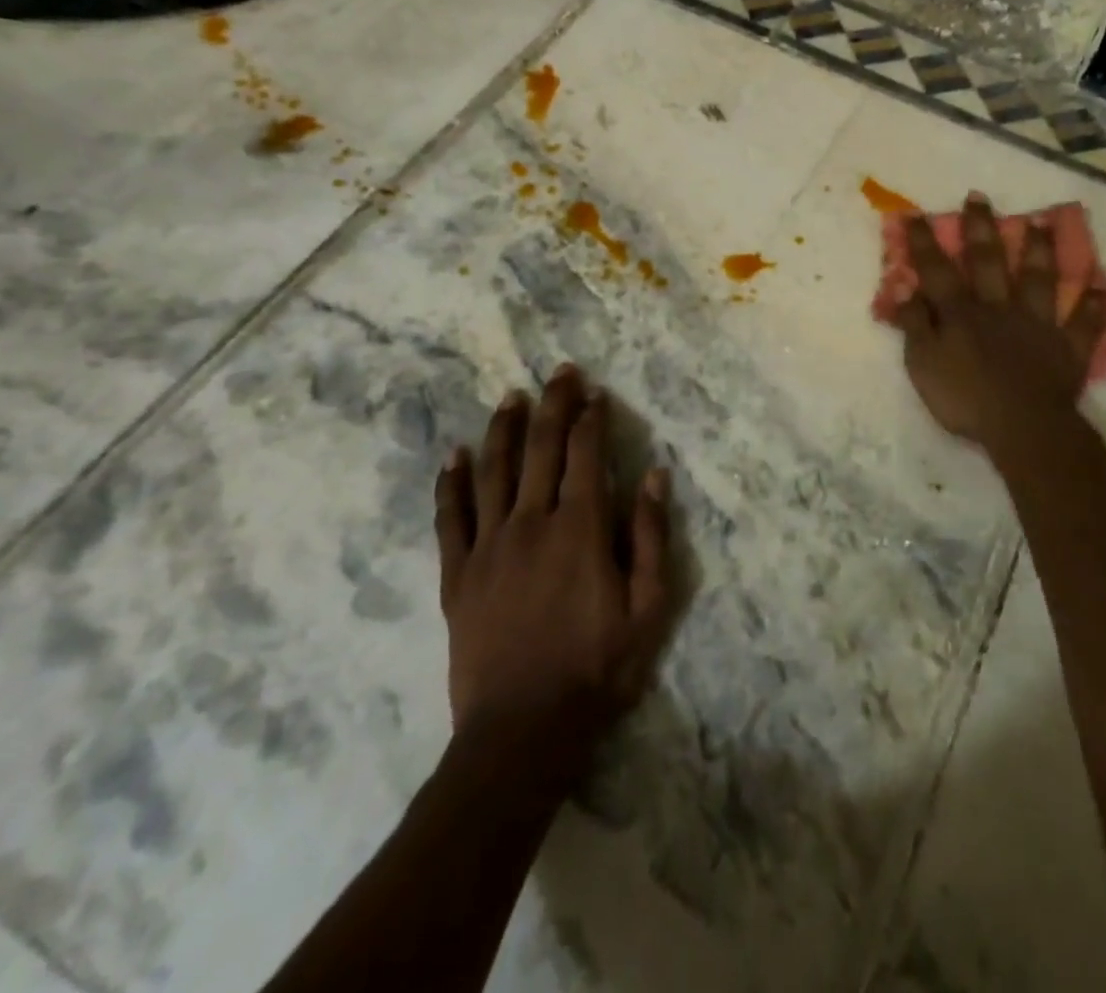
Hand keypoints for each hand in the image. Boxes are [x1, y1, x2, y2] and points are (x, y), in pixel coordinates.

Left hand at [433, 365, 671, 773]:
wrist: (522, 732)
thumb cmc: (597, 669)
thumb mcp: (648, 607)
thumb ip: (651, 536)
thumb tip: (654, 475)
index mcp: (580, 528)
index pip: (585, 454)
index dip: (591, 418)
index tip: (595, 392)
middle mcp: (532, 522)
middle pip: (541, 448)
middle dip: (553, 404)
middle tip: (560, 372)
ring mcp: (488, 546)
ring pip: (494, 471)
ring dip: (504, 428)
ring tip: (511, 397)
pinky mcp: (457, 574)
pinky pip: (451, 517)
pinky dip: (452, 482)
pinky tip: (455, 455)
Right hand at [896, 195, 1105, 454]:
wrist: (1022, 426)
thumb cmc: (965, 398)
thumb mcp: (923, 364)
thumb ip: (915, 324)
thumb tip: (903, 286)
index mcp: (962, 313)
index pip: (937, 270)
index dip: (924, 242)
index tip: (915, 213)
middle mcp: (1000, 308)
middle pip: (989, 262)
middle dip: (981, 229)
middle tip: (979, 198)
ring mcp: (1038, 324)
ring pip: (1039, 280)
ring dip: (1040, 251)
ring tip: (1042, 223)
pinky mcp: (1067, 347)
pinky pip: (1084, 323)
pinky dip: (1093, 307)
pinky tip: (1099, 288)